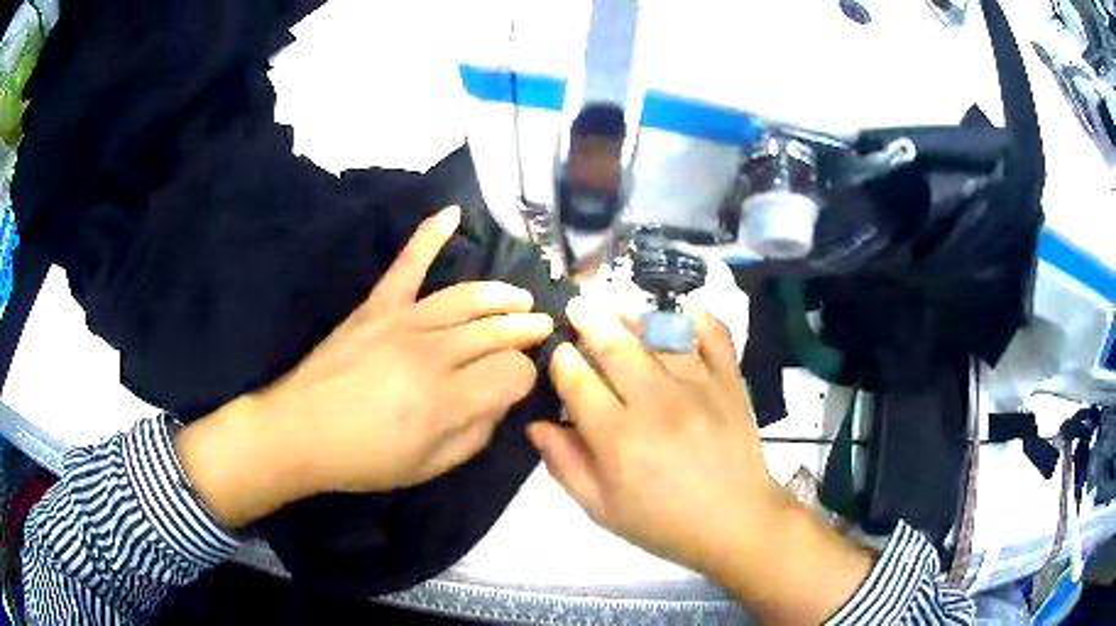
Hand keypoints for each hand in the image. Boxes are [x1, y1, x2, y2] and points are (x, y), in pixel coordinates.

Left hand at [176, 206, 553, 527]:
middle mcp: (432, 353)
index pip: (512, 373)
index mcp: (447, 400)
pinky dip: (429, 235)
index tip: (519, 384)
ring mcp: (403, 321)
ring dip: (501, 295)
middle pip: (496, 331)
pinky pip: (407, 263)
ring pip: (467, 297)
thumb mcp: (429, 467)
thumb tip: (500, 401)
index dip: (526, 377)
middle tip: (542, 327)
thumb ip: (475, 435)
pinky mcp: (377, 305)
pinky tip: (451, 213)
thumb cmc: (364, 458)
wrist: (300, 431)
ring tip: (520, 299)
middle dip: (526, 330)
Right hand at [529, 298, 871, 622]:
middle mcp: (657, 404)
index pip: (578, 381)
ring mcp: (699, 388)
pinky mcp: (730, 382)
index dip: (561, 360)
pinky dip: (696, 318)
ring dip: (632, 315)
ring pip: (659, 333)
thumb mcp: (601, 509)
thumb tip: (536, 424)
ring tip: (617, 308)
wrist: (736, 523)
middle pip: (615, 346)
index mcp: (619, 440)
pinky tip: (680, 312)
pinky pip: (714, 336)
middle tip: (578, 307)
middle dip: (589, 321)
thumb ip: (565, 465)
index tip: (558, 351)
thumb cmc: (663, 523)